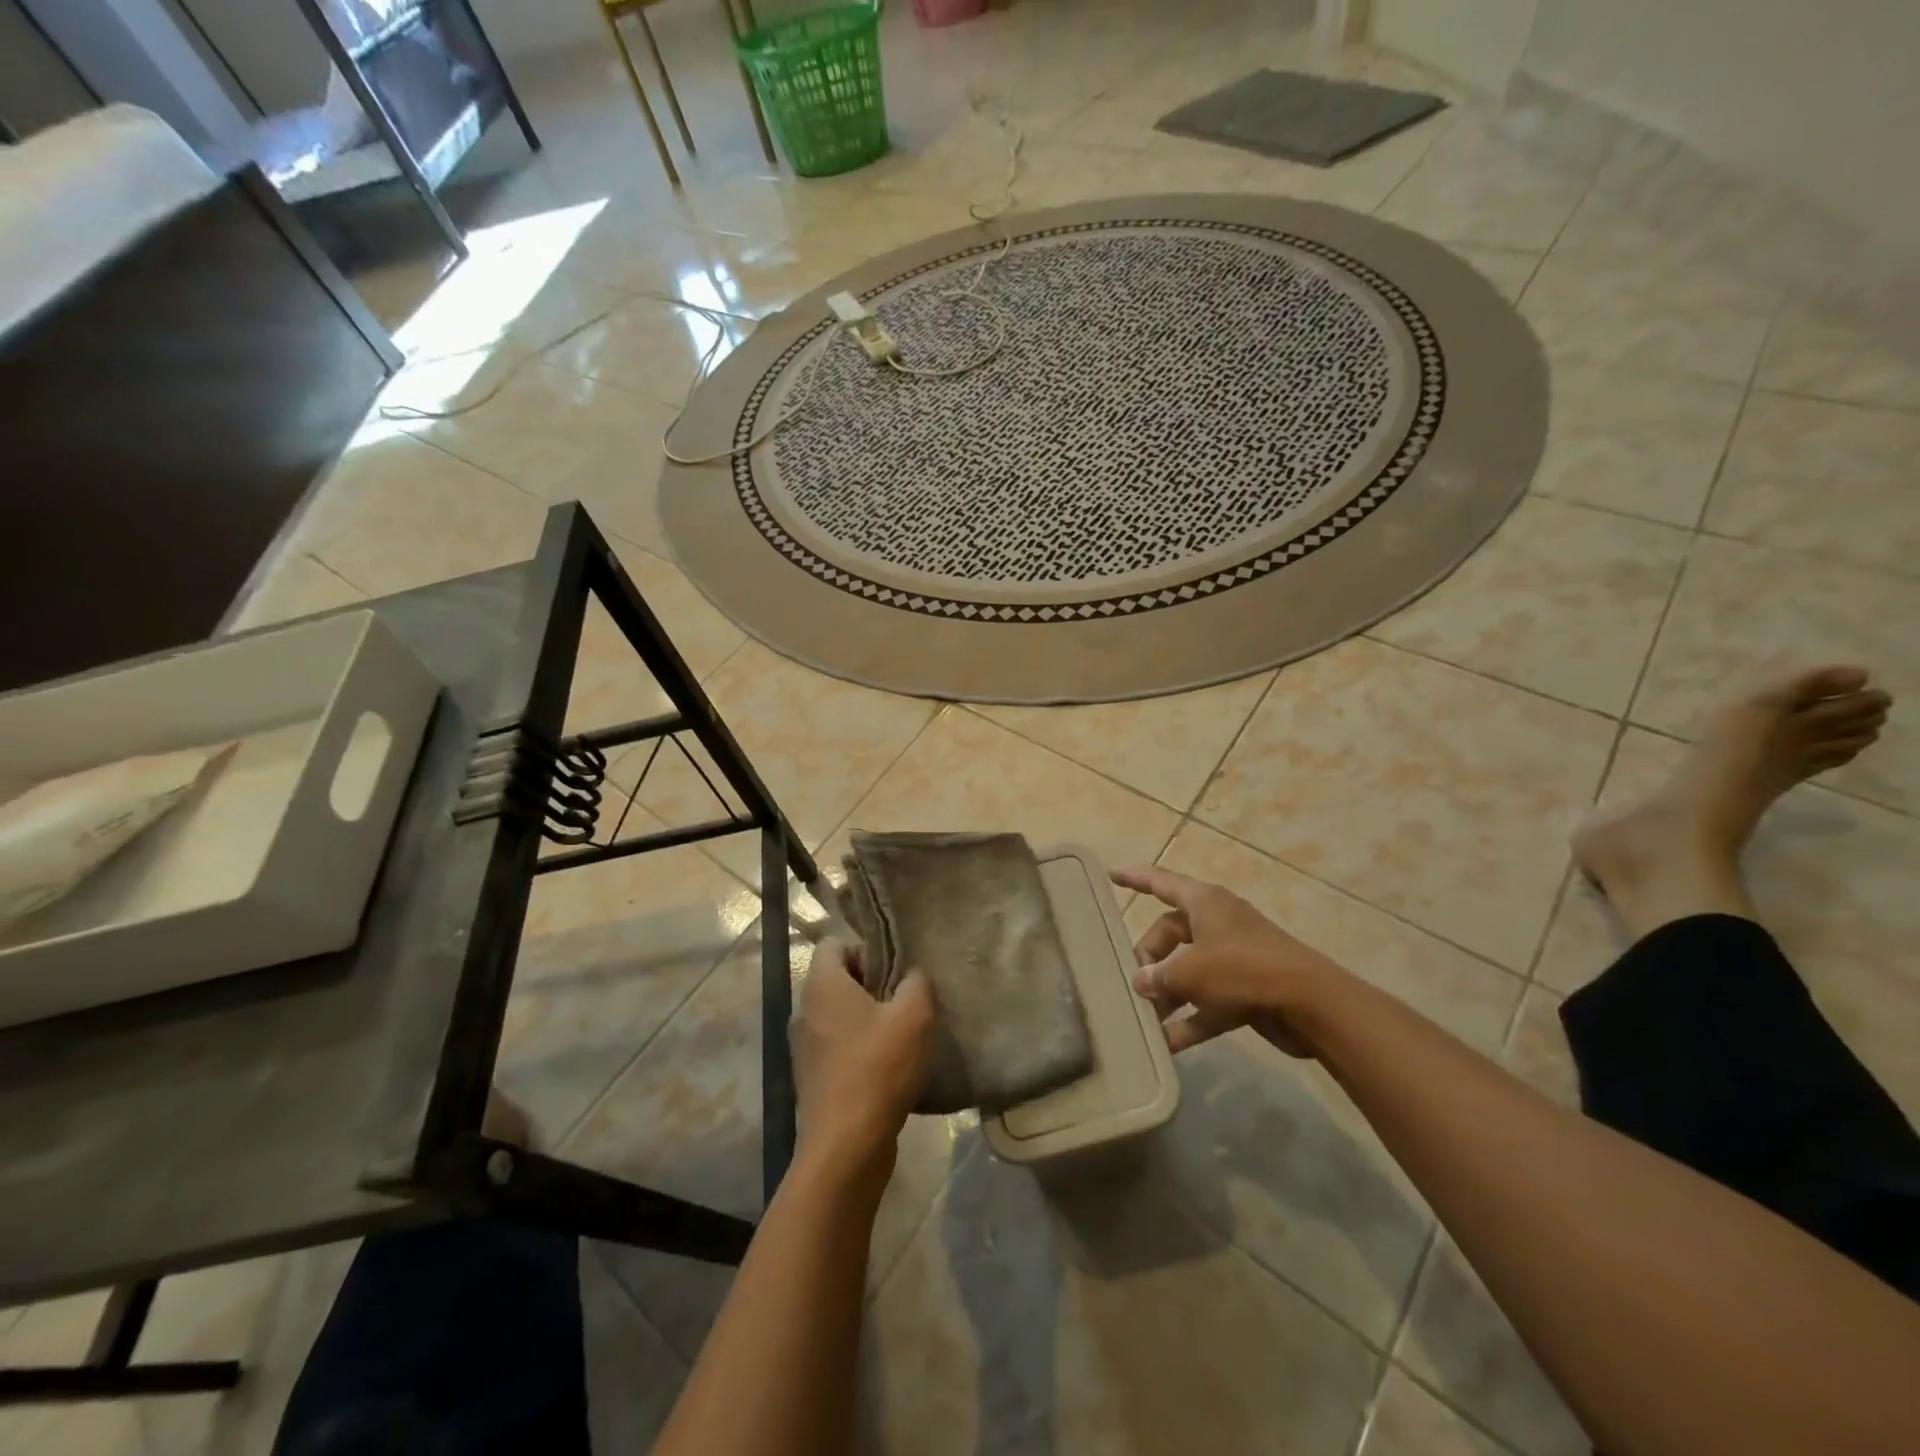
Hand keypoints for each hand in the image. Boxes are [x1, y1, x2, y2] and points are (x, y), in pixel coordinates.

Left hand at [792, 939, 934, 1182]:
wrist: (846, 1146)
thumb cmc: (878, 1067)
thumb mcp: (914, 1015)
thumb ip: (917, 982)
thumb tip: (913, 976)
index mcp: (822, 985)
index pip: (834, 943)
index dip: (867, 949)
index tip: (895, 972)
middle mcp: (805, 1010)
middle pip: (839, 980)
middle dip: (873, 985)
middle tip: (906, 1001)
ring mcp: (804, 1048)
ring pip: (840, 1016)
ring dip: (869, 1019)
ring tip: (902, 1035)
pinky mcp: (813, 1079)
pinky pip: (838, 1047)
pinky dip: (861, 1049)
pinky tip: (890, 1067)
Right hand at [1116, 865, 1346, 1057]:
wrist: (1310, 1004)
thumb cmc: (1243, 969)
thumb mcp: (1191, 971)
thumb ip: (1159, 975)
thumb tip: (1141, 982)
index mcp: (1204, 902)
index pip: (1160, 882)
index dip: (1134, 878)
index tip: (1111, 875)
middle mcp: (1217, 924)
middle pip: (1171, 934)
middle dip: (1149, 958)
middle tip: (1134, 983)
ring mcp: (1233, 958)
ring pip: (1188, 971)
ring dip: (1167, 994)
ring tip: (1143, 1018)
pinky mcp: (1245, 990)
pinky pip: (1207, 1002)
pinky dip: (1190, 1020)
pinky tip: (1167, 1045)